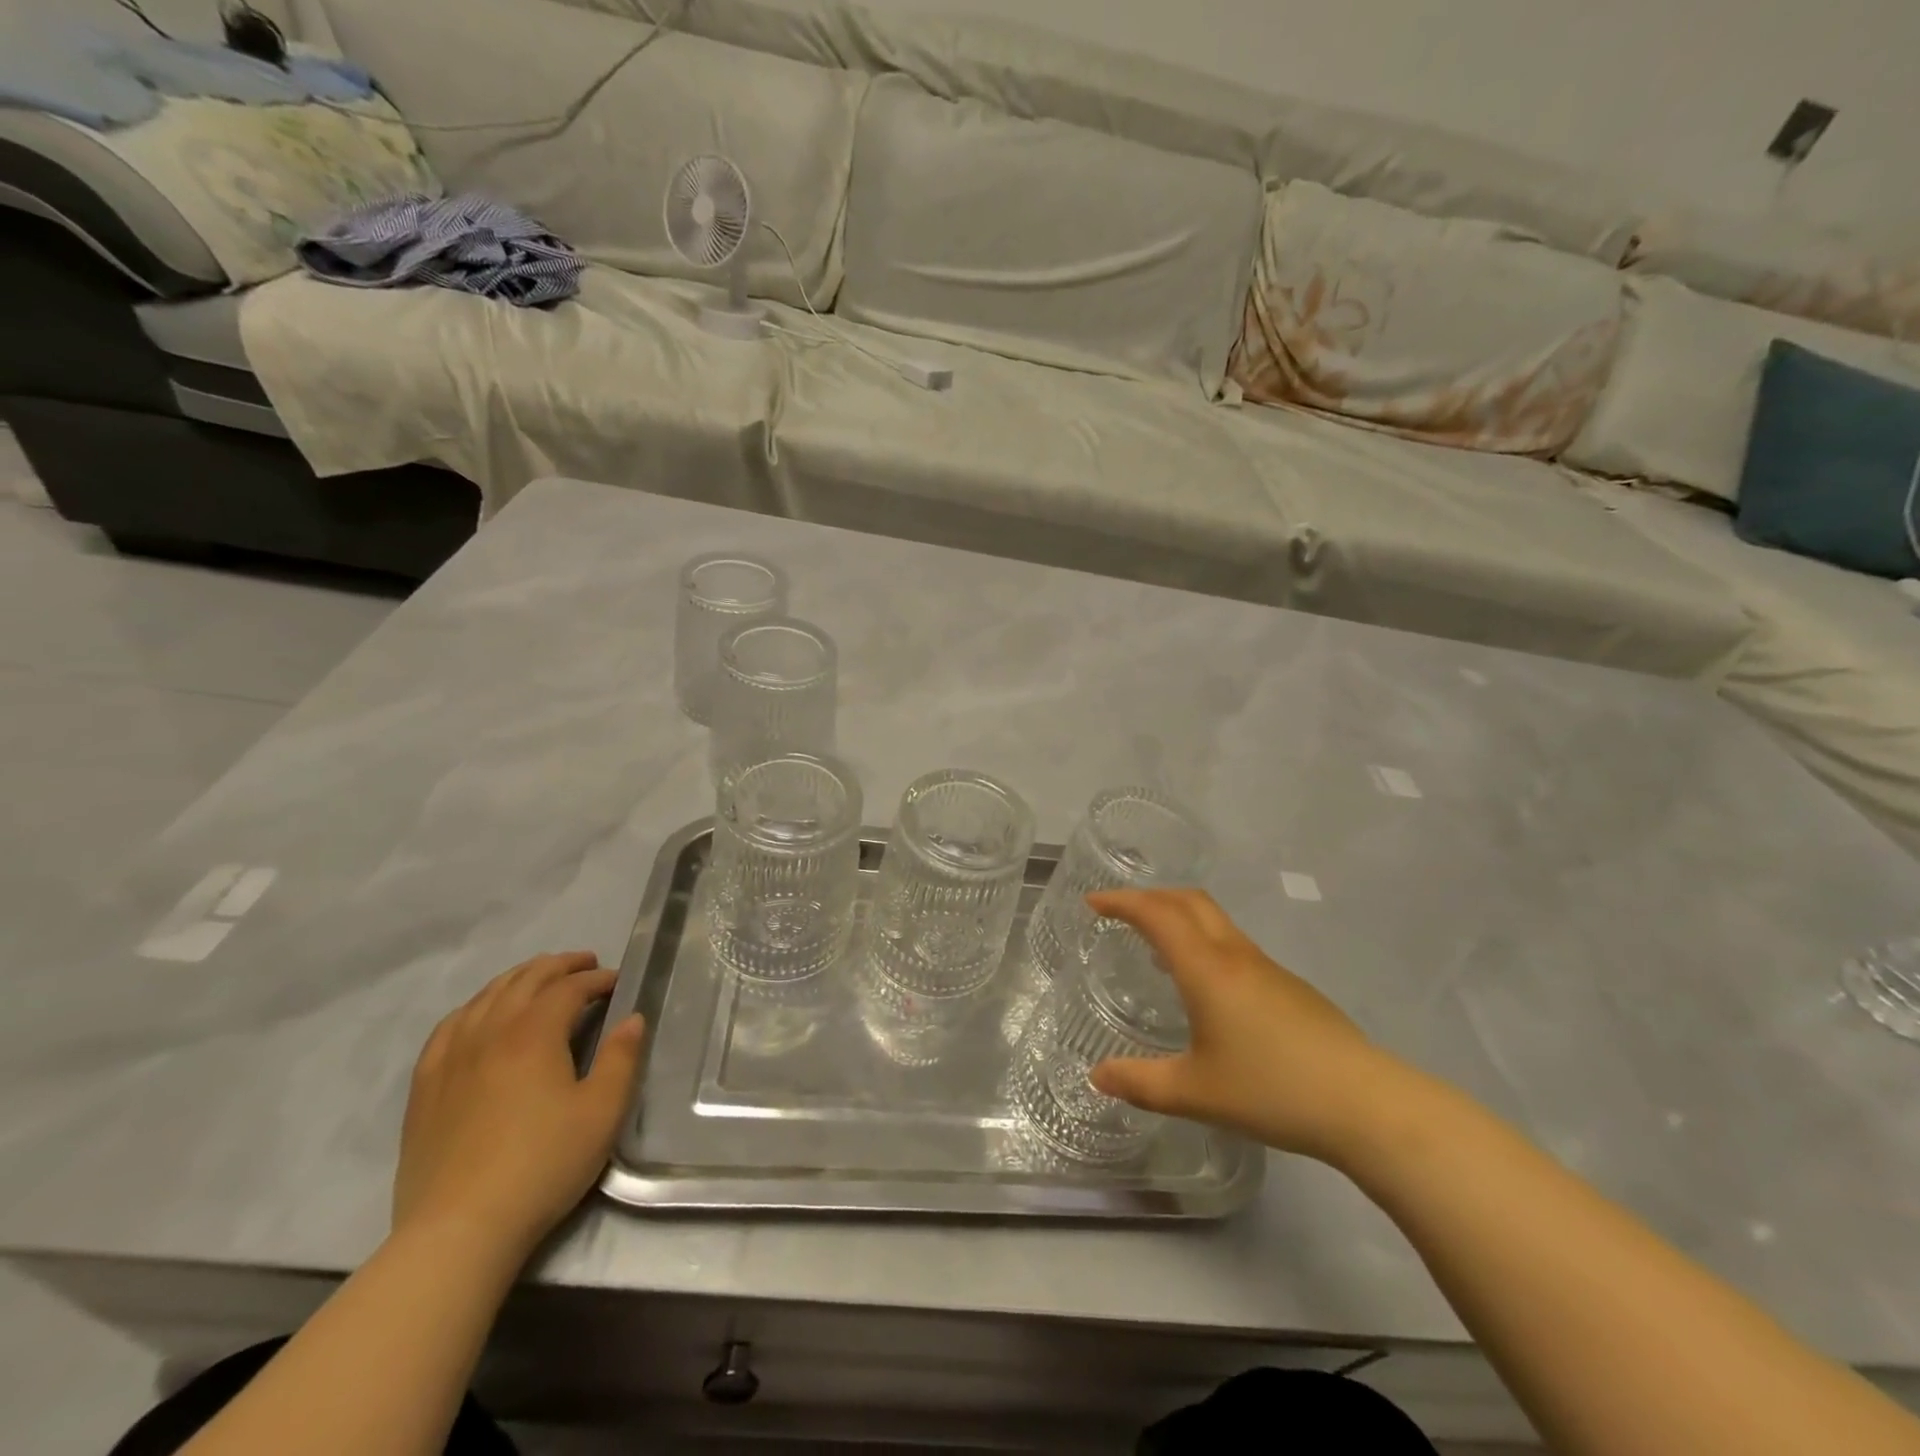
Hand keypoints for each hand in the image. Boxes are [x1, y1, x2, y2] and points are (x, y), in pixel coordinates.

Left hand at [393, 952, 645, 1260]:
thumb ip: (621, 1058)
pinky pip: (449, 1027)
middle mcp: (490, 1032)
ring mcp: (451, 1058)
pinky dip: (474, 1007)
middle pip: (525, 981)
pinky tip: (481, 1015)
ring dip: (518, 979)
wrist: (459, 1230)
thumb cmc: (543, 1165)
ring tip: (539, 979)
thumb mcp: (602, 1112)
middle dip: (559, 966)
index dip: (596, 980)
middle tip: (585, 965)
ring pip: (485, 997)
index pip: (568, 988)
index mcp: (534, 1034)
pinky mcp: (425, 1087)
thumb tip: (632, 1019)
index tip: (617, 982)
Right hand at [1086, 889, 1408, 1163]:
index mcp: (1206, 969)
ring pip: (1215, 921)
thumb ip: (1140, 1083)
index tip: (1093, 903)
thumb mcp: (1195, 1093)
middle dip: (1151, 897)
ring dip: (1179, 918)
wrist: (1366, 1103)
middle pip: (1189, 901)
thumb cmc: (1272, 1090)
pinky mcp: (1289, 987)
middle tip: (1120, 913)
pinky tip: (1204, 988)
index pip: (1157, 914)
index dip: (1122, 902)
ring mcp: (1267, 968)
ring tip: (1155, 947)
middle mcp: (1235, 956)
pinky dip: (1204, 943)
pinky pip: (1233, 945)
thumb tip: (1097, 1076)